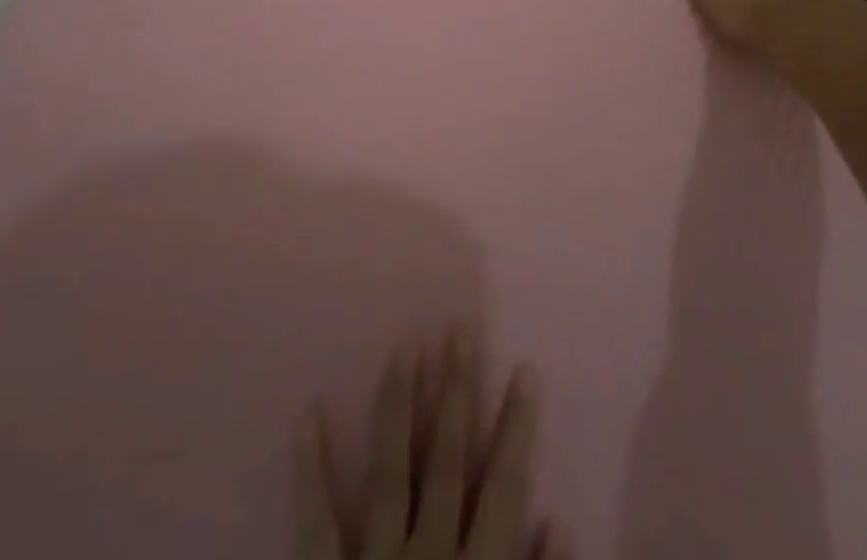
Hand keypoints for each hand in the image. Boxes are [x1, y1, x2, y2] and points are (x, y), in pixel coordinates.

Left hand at [295, 325, 568, 559]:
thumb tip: (558, 524)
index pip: (504, 488)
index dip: (515, 427)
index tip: (524, 368)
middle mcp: (428, 559)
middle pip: (446, 459)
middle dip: (456, 391)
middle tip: (460, 328)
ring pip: (390, 468)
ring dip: (399, 403)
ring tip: (406, 344)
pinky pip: (315, 521)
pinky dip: (310, 466)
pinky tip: (308, 412)